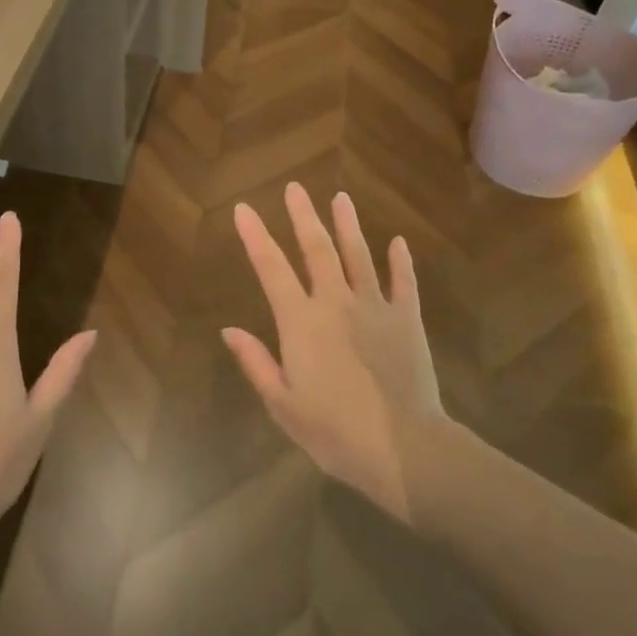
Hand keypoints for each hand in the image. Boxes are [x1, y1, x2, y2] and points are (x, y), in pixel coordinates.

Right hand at [223, 184, 444, 524]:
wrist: (402, 447)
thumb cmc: (334, 431)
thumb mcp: (283, 404)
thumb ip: (256, 362)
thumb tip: (229, 330)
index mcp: (301, 322)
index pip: (271, 268)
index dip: (255, 237)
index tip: (243, 209)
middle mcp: (335, 302)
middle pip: (317, 249)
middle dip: (303, 216)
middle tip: (295, 188)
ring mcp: (375, 306)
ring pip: (359, 255)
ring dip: (348, 225)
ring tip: (341, 197)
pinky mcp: (407, 318)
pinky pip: (403, 281)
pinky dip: (400, 260)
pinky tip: (398, 241)